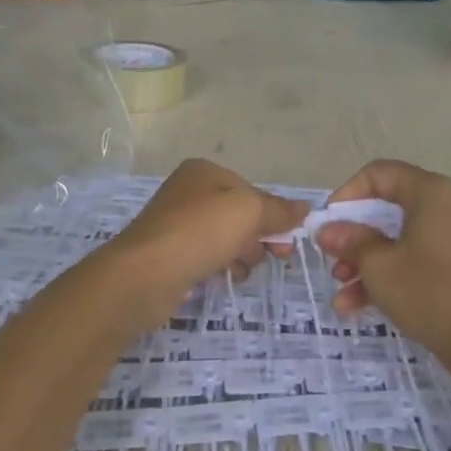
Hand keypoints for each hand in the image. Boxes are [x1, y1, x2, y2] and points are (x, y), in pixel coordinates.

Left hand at [108, 159, 306, 316]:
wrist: (144, 275)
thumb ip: (280, 210)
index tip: (288, 241)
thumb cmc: (200, 232)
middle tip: (274, 258)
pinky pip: (206, 257)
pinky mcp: (169, 254)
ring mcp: (176, 224)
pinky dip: (220, 267)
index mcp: (204, 172)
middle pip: (240, 215)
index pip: (252, 191)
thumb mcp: (250, 212)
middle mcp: (188, 192)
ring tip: (240, 270)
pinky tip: (224, 278)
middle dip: (259, 237)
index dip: (274, 215)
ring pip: (225, 238)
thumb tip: (306, 209)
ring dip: (242, 255)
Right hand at [316, 159, 450, 371]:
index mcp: (431, 193)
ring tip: (341, 291)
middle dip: (353, 236)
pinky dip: (387, 274)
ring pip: (396, 238)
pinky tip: (356, 305)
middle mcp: (445, 205)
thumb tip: (325, 229)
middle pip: (386, 208)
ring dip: (365, 262)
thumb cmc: (430, 294)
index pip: (379, 174)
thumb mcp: (380, 267)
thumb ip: (350, 241)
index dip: (347, 194)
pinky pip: (413, 256)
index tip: (328, 222)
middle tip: (331, 259)